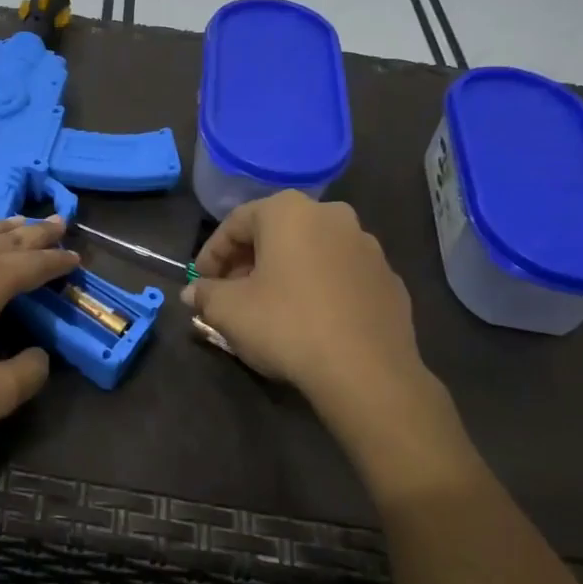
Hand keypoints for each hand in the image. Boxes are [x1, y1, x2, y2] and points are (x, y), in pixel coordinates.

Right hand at [185, 191, 432, 412]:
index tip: (201, 282)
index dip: (212, 254)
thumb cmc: (287, 325)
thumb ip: (206, 294)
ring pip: (312, 252)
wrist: (366, 371)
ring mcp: (367, 247)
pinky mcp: (389, 280)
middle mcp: (332, 216)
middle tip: (231, 293)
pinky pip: (341, 276)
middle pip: (276, 233)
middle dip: (248, 261)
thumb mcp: (229, 310)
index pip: (236, 223)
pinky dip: (320, 288)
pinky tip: (310, 320)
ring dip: (285, 272)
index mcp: (289, 211)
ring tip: (270, 307)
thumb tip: (194, 293)